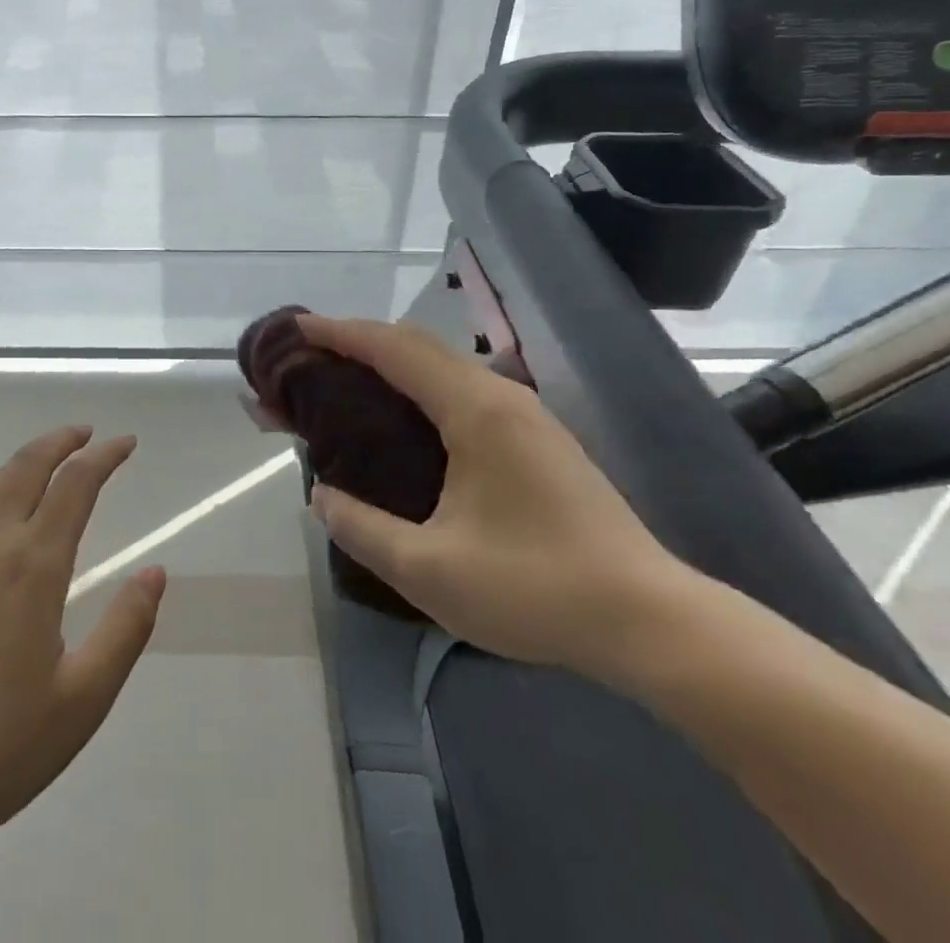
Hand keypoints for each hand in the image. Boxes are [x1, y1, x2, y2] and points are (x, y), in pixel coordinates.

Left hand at [0, 426, 165, 870]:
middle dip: (61, 440)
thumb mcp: (83, 699)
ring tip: (45, 462)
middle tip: (86, 434)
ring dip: (23, 461)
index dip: (104, 456)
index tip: (125, 443)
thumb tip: (155, 571)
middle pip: (27, 465)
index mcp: (33, 565)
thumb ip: (126, 628)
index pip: (76, 484)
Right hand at [300, 315, 689, 677]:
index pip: (393, 349)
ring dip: (392, 362)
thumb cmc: (536, 589)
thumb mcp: (430, 570)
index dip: (340, 333)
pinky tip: (405, 421)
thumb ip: (362, 529)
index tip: (297, 328)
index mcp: (474, 411)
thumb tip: (321, 497)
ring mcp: (526, 415)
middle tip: (312, 358)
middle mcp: (501, 396)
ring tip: (348, 383)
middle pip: (418, 344)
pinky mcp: (539, 439)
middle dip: (360, 341)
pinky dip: (420, 386)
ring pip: (444, 365)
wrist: (652, 621)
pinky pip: (464, 389)